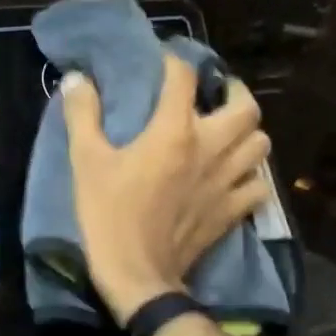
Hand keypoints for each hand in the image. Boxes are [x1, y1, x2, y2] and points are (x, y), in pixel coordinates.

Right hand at [62, 54, 271, 323]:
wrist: (137, 275)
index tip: (163, 60)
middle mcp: (211, 148)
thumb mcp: (85, 162)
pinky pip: (258, 186)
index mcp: (175, 131)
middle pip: (246, 107)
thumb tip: (76, 79)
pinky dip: (251, 176)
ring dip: (246, 132)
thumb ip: (83, 115)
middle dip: (233, 92)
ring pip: (260, 143)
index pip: (184, 77)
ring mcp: (228, 181)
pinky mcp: (233, 211)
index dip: (174, 61)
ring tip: (226, 132)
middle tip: (214, 94)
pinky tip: (233, 177)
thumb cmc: (108, 215)